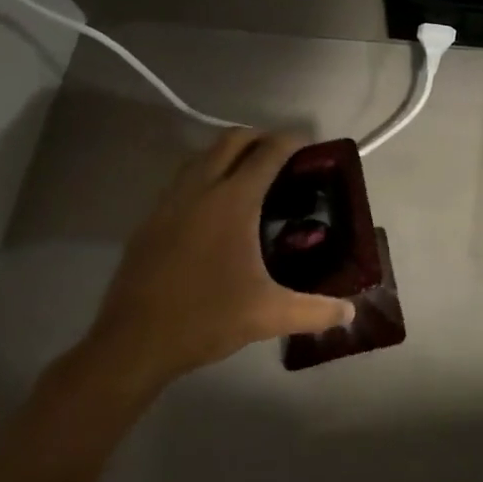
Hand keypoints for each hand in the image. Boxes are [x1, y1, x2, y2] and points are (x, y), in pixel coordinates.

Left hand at [76, 129, 354, 405]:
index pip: (267, 154)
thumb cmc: (206, 318)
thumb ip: (316, 311)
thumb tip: (350, 313)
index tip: (310, 144)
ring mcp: (169, 203)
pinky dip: (204, 175)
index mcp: (232, 202)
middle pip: (231, 141)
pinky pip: (181, 180)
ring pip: (201, 156)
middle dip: (259, 138)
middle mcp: (200, 190)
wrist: (132, 343)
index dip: (291, 142)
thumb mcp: (269, 315)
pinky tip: (213, 207)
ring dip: (227, 153)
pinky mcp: (150, 221)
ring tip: (250, 174)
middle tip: (282, 155)